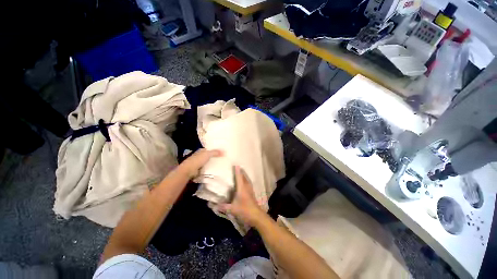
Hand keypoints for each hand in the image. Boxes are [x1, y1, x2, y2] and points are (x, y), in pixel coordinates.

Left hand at [179, 149, 221, 178]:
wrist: (189, 170)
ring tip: (222, 164)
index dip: (215, 150)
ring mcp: (199, 163)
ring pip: (208, 162)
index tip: (221, 152)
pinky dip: (211, 168)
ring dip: (213, 163)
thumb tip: (223, 151)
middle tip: (223, 158)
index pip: (209, 149)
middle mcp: (200, 156)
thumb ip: (215, 152)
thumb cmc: (197, 160)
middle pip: (209, 156)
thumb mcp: (207, 154)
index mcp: (201, 151)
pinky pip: (207, 168)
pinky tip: (216, 169)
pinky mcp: (200, 169)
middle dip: (215, 157)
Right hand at [217, 166, 264, 226]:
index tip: (236, 164)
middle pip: (244, 177)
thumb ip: (223, 207)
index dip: (237, 171)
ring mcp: (250, 190)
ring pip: (247, 180)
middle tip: (238, 167)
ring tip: (242, 172)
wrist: (256, 216)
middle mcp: (246, 187)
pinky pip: (249, 183)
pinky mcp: (252, 193)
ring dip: (245, 175)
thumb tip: (214, 206)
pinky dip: (247, 180)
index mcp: (241, 188)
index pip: (239, 177)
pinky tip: (246, 182)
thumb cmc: (244, 210)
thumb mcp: (232, 209)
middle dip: (241, 171)